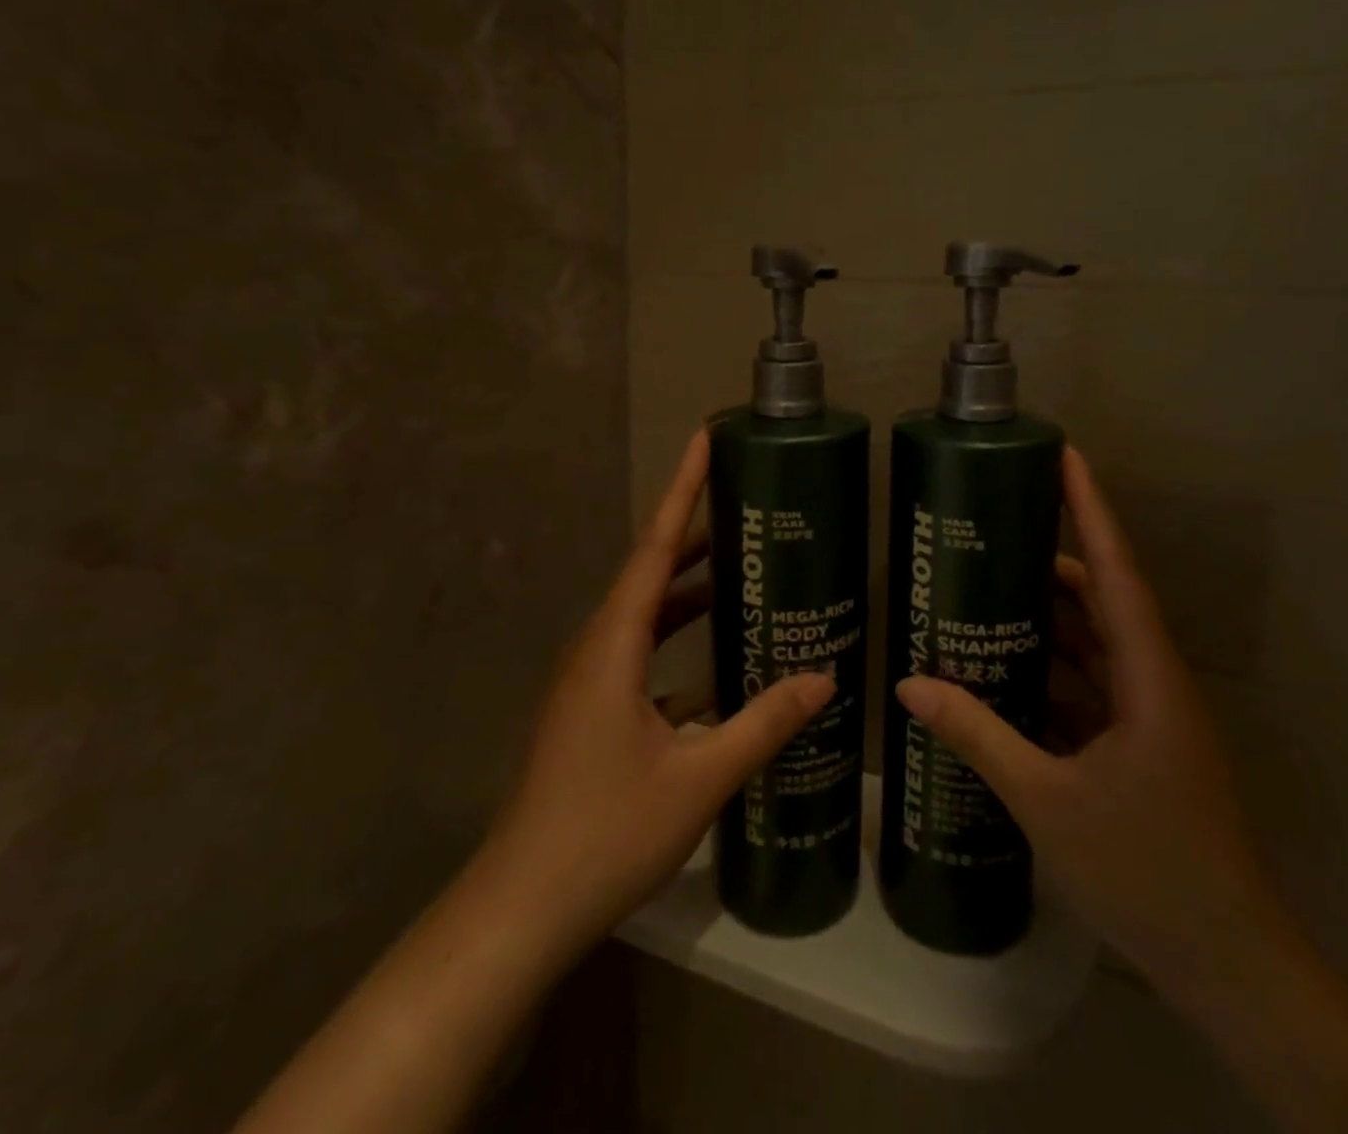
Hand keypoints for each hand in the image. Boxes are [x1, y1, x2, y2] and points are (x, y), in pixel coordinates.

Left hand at [479, 429, 834, 960]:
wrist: (523, 906)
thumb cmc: (607, 831)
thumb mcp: (700, 776)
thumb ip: (764, 723)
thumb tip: (825, 679)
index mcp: (613, 645)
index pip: (654, 548)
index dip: (681, 491)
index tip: (702, 441)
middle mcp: (594, 649)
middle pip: (647, 574)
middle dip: (691, 536)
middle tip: (742, 509)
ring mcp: (586, 682)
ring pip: (641, 616)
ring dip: (684, 592)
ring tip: (736, 573)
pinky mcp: (587, 711)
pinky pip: (637, 656)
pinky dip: (674, 644)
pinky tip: (715, 667)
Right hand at [895, 447, 1285, 996]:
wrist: (1227, 964)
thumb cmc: (1146, 870)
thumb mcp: (1046, 799)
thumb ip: (977, 735)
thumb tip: (911, 683)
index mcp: (1148, 678)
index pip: (1117, 572)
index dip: (1090, 510)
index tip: (1065, 456)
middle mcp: (1154, 683)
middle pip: (1102, 600)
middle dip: (1051, 562)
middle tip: (990, 532)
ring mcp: (1150, 718)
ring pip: (1095, 645)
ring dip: (1048, 620)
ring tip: (984, 593)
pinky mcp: (1141, 748)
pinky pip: (1091, 688)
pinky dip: (1051, 673)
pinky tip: (1003, 674)